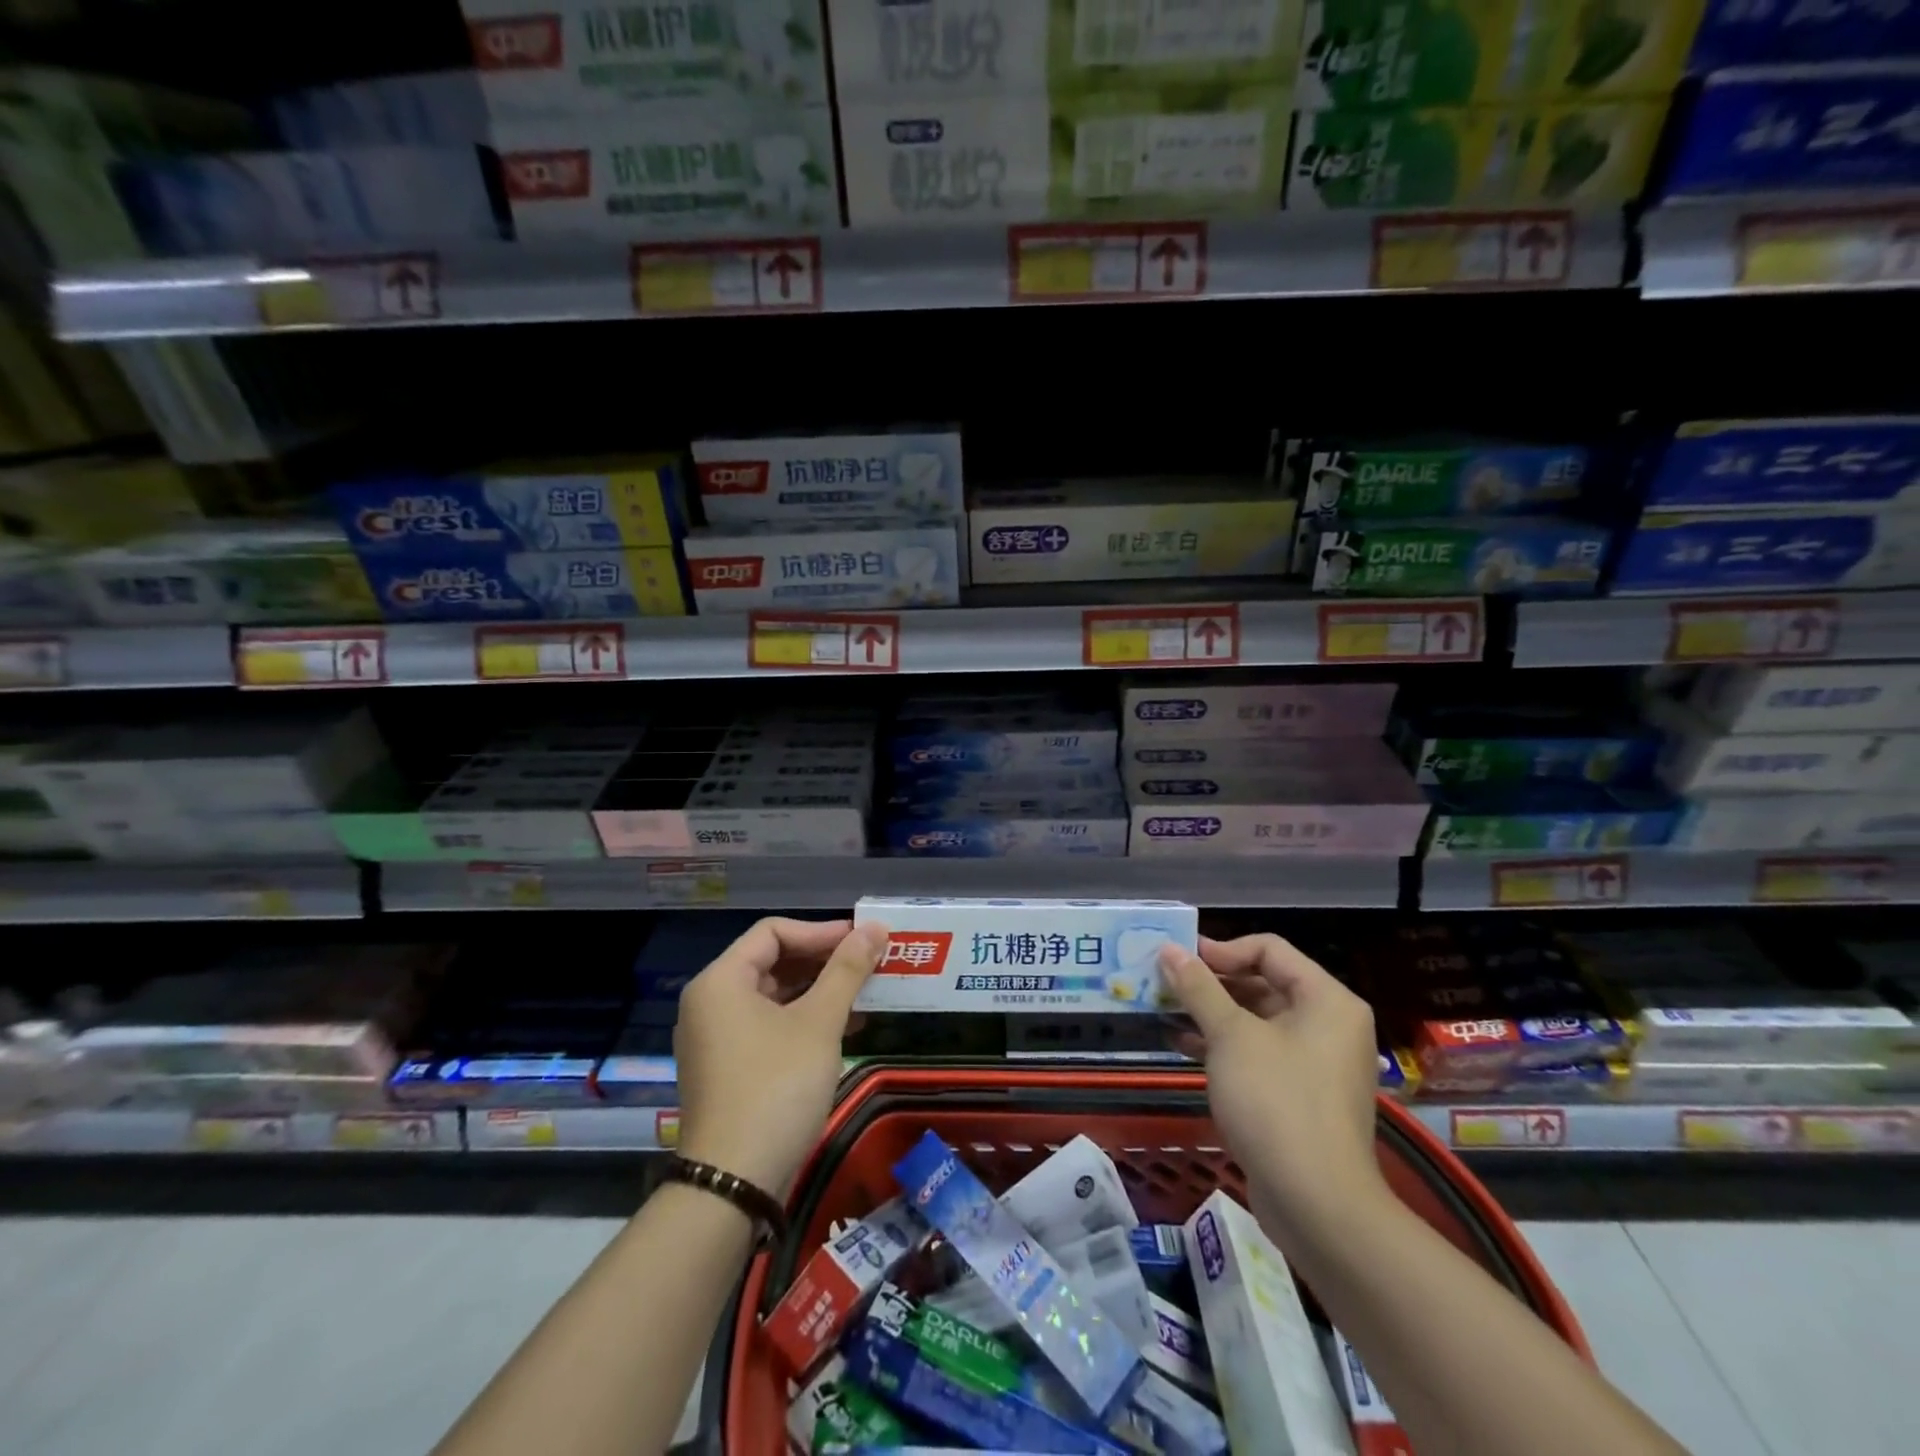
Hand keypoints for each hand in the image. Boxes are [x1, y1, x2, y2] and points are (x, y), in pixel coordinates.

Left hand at [675, 917, 885, 1196]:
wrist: (734, 1183)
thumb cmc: (777, 1087)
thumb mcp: (819, 1023)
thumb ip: (847, 969)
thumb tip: (875, 927)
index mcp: (721, 981)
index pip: (773, 932)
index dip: (820, 931)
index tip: (862, 941)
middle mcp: (710, 1003)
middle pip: (771, 962)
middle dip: (823, 961)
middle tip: (868, 965)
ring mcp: (715, 1039)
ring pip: (772, 996)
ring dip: (818, 992)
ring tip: (863, 995)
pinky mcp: (726, 1069)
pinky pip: (767, 1026)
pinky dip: (803, 1021)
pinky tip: (843, 1030)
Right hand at [1160, 934, 1387, 1238]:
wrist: (1318, 1205)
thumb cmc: (1276, 1102)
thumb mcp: (1230, 1036)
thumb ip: (1198, 987)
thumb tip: (1169, 949)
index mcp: (1327, 1000)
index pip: (1269, 949)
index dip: (1221, 949)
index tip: (1179, 960)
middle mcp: (1328, 1024)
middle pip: (1263, 982)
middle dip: (1211, 982)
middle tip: (1165, 982)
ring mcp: (1317, 1062)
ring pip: (1257, 1019)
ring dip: (1211, 1013)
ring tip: (1165, 1010)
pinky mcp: (1301, 1094)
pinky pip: (1260, 1052)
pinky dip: (1224, 1045)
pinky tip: (1183, 1046)